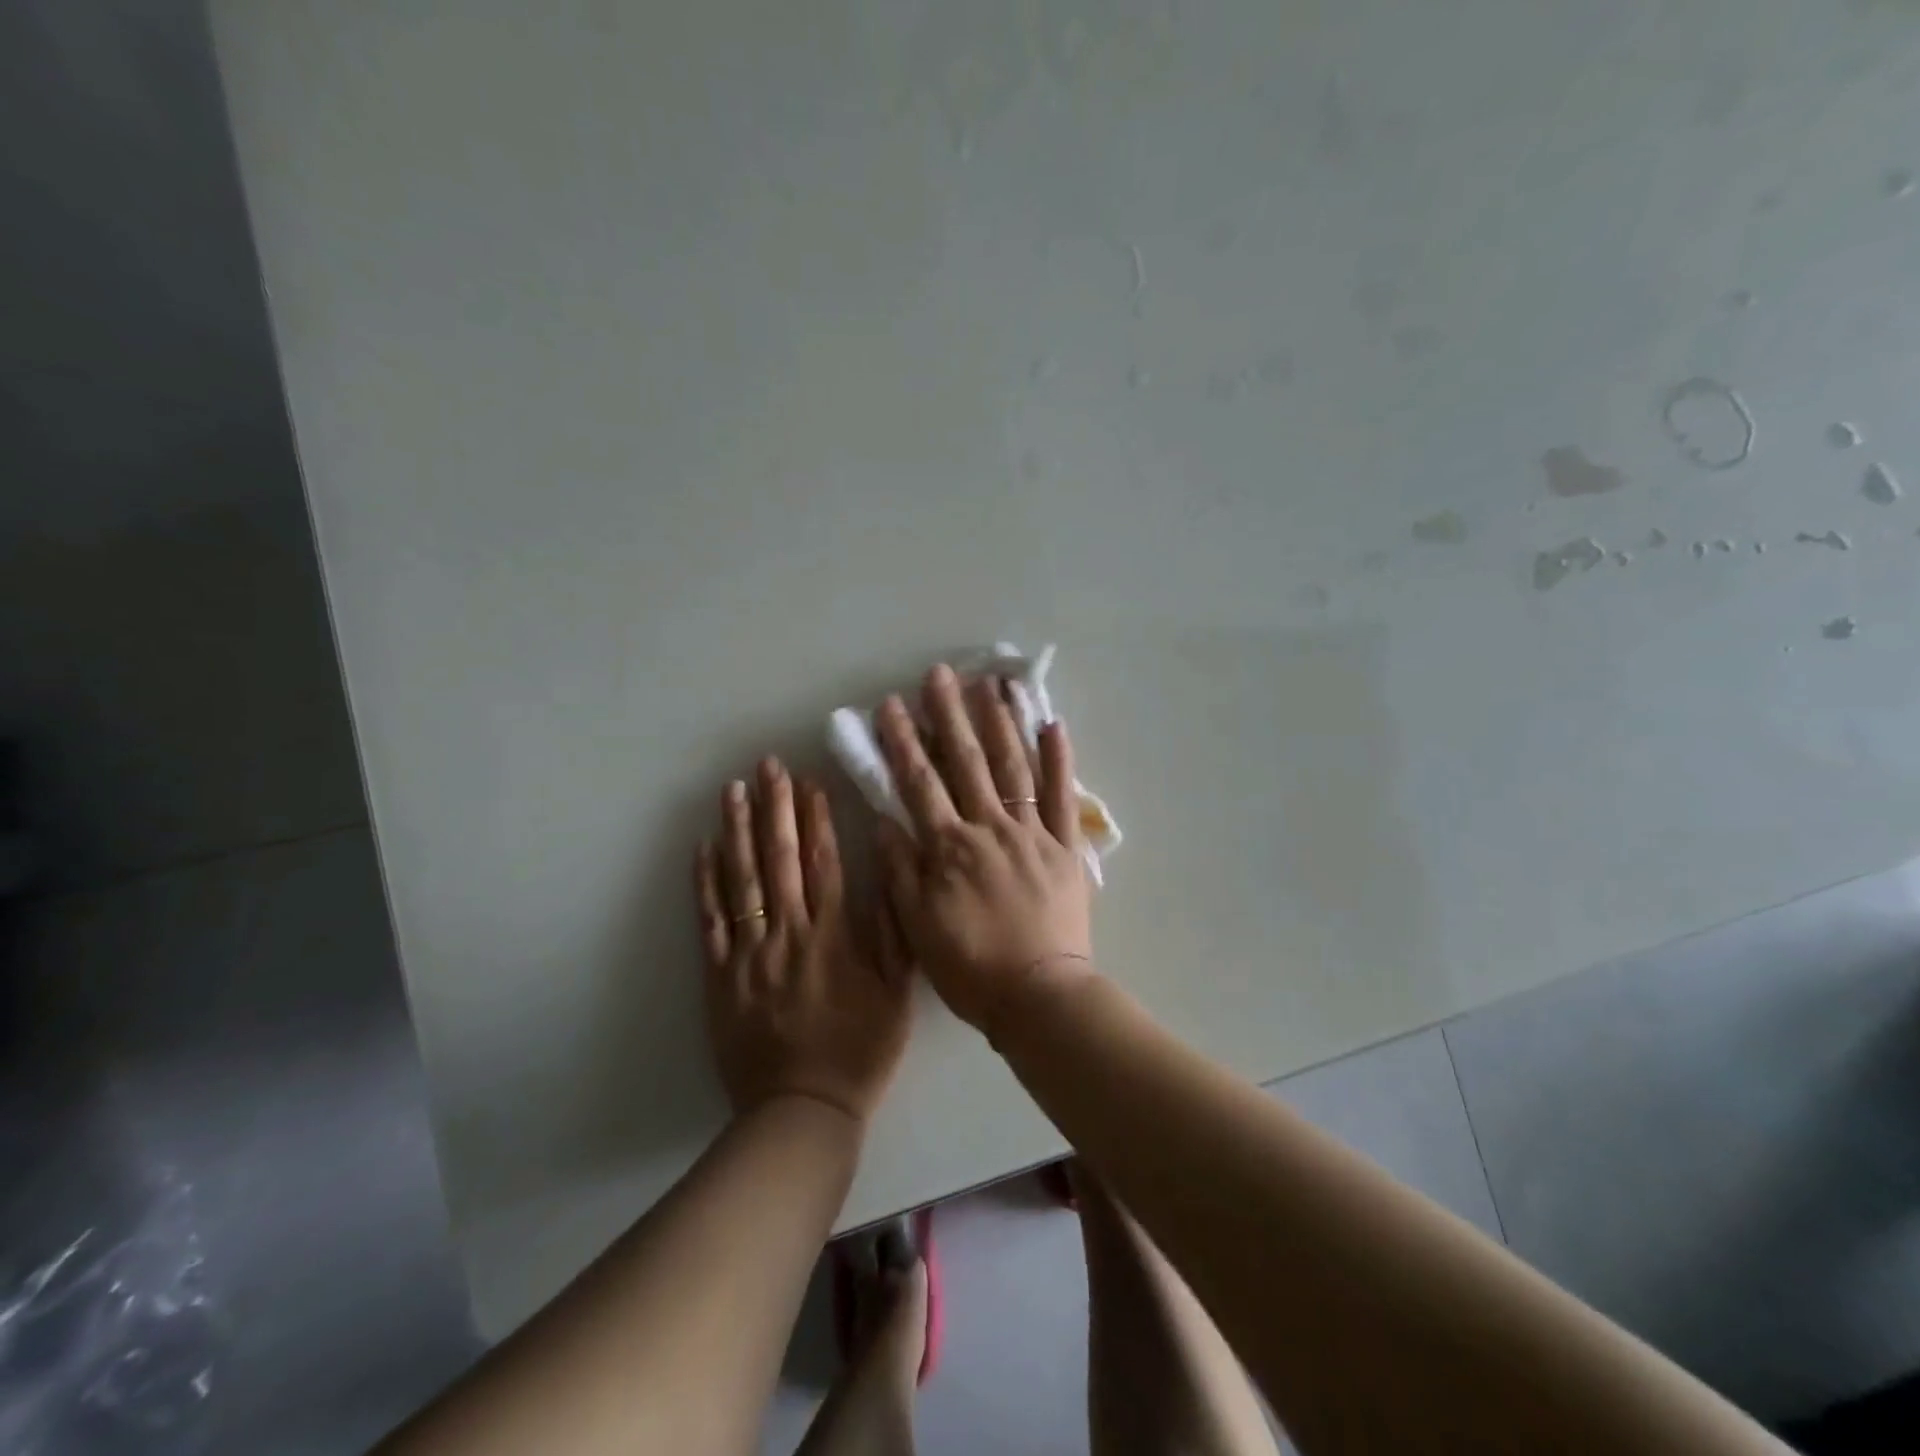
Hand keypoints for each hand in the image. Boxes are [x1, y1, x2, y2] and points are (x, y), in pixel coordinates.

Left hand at [695, 758, 910, 1123]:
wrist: (802, 1109)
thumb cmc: (859, 1049)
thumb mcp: (897, 993)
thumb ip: (893, 931)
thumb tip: (886, 874)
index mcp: (833, 936)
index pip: (822, 862)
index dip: (815, 818)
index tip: (809, 781)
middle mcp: (789, 933)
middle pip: (778, 859)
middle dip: (774, 808)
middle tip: (767, 766)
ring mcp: (749, 953)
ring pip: (742, 880)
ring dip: (737, 830)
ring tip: (733, 790)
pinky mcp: (720, 976)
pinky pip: (711, 921)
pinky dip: (706, 882)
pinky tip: (703, 848)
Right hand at [874, 665, 1094, 1036]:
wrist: (1038, 996)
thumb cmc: (971, 967)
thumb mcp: (918, 924)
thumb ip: (901, 869)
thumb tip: (886, 819)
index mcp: (950, 847)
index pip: (920, 783)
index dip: (903, 742)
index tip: (891, 705)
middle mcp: (990, 827)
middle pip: (966, 762)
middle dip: (949, 715)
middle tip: (940, 674)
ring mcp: (1032, 833)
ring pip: (1013, 767)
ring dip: (1000, 722)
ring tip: (991, 684)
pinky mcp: (1065, 846)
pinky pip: (1061, 796)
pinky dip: (1059, 760)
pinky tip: (1052, 724)